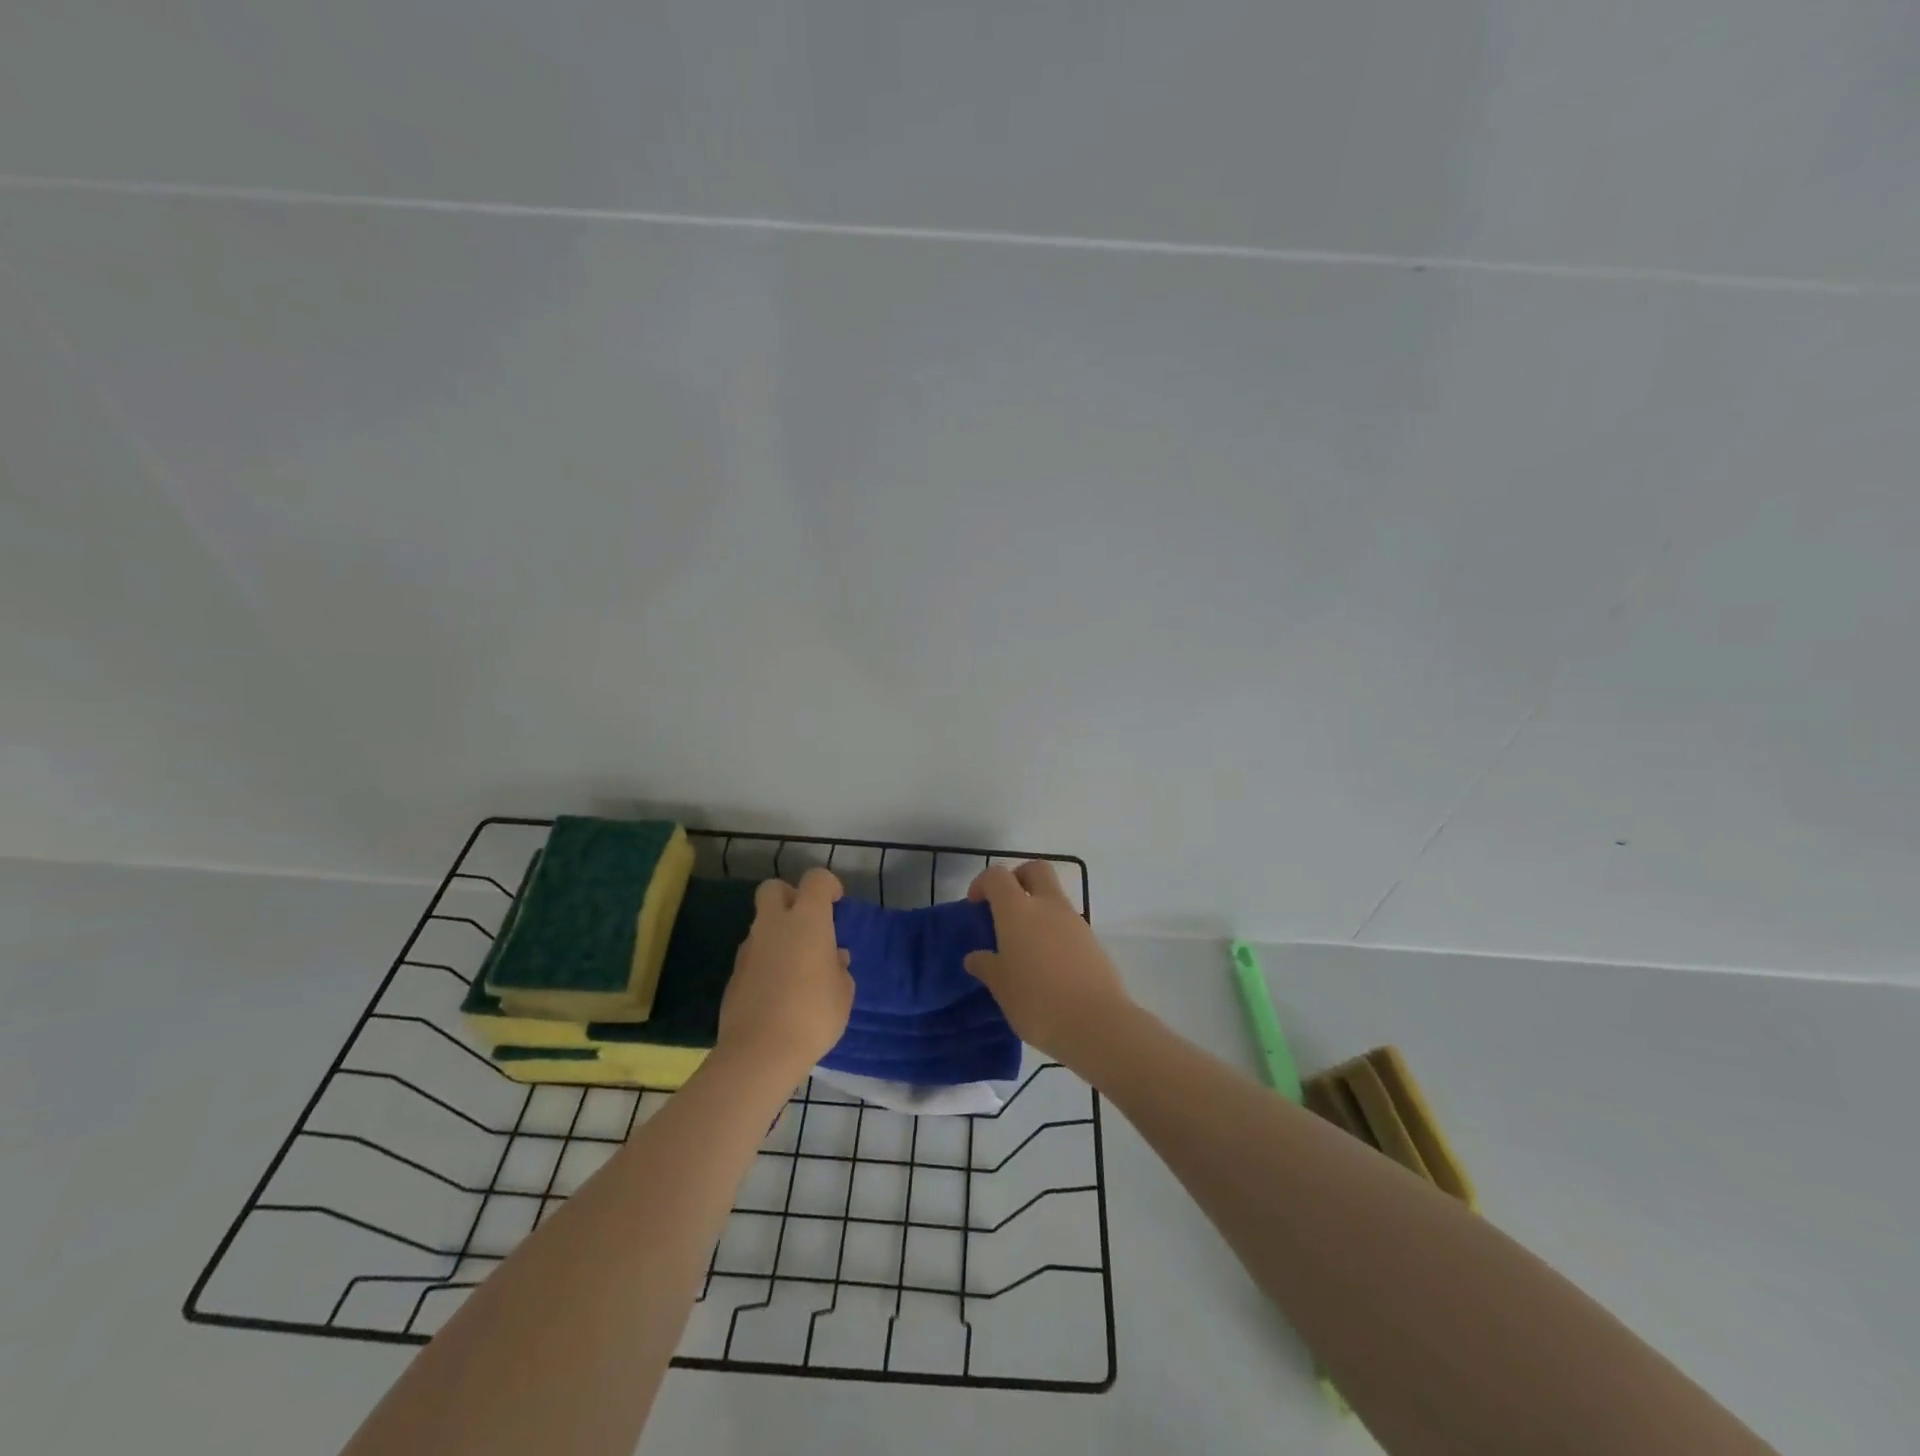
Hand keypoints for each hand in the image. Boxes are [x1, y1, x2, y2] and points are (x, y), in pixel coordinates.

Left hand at [718, 868, 854, 1081]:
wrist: (760, 1052)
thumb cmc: (814, 1014)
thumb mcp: (843, 992)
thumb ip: (839, 968)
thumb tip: (834, 957)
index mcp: (807, 920)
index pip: (815, 879)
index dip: (827, 885)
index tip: (836, 903)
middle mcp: (774, 925)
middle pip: (773, 889)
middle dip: (789, 896)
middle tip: (806, 922)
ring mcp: (749, 949)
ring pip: (761, 924)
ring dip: (777, 934)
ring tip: (797, 966)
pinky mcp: (734, 974)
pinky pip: (753, 954)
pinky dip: (766, 961)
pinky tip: (779, 990)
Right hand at [963, 861, 1132, 1067]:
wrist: (1096, 1022)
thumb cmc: (1037, 1001)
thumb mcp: (1001, 987)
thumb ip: (986, 966)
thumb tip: (975, 957)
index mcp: (1017, 910)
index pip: (997, 876)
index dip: (982, 883)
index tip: (975, 905)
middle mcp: (1048, 905)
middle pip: (1035, 869)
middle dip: (1017, 878)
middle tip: (1005, 905)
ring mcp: (1074, 921)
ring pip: (1054, 896)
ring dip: (1038, 906)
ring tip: (1025, 944)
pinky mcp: (1092, 940)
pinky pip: (1068, 922)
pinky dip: (1054, 929)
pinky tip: (1047, 962)